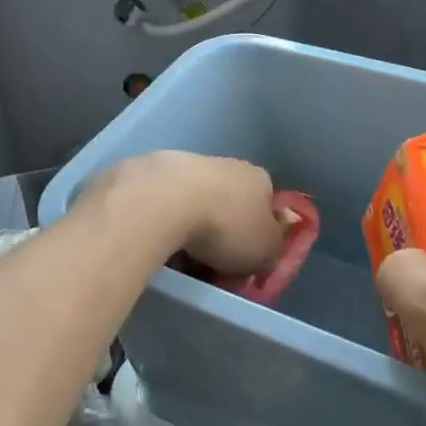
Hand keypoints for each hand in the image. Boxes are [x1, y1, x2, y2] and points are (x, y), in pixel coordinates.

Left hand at [106, 151, 286, 275]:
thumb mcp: (264, 250)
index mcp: (259, 179)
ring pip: (194, 201)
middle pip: (229, 201)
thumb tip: (269, 246)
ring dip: (190, 224)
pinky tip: (156, 242)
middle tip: (211, 261)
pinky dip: (163, 221)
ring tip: (179, 257)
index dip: (257, 233)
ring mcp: (187, 164)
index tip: (245, 258)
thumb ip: (272, 249)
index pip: (266, 205)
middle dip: (221, 229)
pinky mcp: (153, 171)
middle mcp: (227, 164)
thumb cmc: (226, 226)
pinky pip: (165, 203)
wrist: (165, 200)